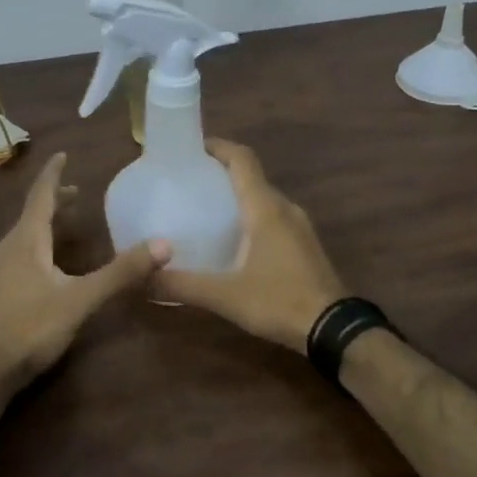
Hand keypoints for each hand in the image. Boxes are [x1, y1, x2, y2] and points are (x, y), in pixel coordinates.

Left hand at [0, 152, 166, 393]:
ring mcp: (0, 270)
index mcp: (26, 241)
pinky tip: (50, 263)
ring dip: (46, 222)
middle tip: (78, 192)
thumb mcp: (81, 300)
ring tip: (68, 221)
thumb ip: (120, 273)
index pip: (41, 196)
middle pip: (33, 213)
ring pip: (26, 234)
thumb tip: (163, 244)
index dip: (53, 174)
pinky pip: (22, 252)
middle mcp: (10, 248)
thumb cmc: (30, 328)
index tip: (63, 154)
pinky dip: (40, 243)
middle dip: (54, 199)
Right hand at [154, 140, 346, 352]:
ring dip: (237, 196)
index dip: (218, 146)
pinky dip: (251, 216)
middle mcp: (284, 208)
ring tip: (205, 209)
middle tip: (189, 183)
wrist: (333, 329)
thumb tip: (142, 277)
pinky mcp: (305, 245)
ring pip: (264, 198)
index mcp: (265, 208)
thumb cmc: (278, 301)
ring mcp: (299, 226)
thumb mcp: (224, 296)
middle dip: (221, 173)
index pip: (242, 159)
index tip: (191, 147)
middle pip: (251, 177)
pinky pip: (273, 217)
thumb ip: (182, 284)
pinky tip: (233, 240)